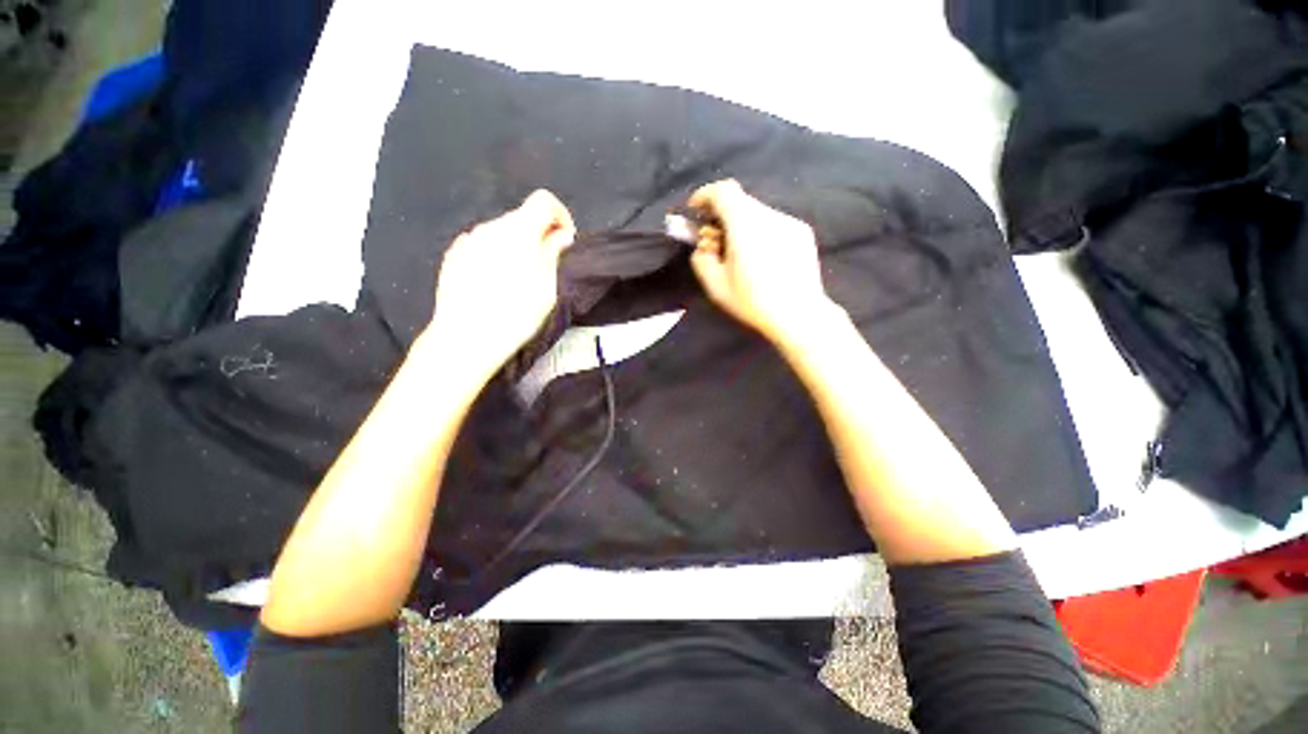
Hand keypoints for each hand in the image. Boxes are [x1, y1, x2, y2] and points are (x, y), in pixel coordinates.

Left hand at [421, 190, 575, 385]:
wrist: (466, 337)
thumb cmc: (516, 313)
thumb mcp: (546, 286)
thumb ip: (553, 253)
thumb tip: (560, 234)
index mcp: (518, 230)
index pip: (543, 200)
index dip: (560, 215)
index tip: (565, 241)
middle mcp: (490, 227)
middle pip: (521, 217)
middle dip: (539, 234)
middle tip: (547, 265)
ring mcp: (468, 241)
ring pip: (501, 233)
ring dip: (517, 246)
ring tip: (520, 280)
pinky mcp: (453, 257)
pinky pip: (483, 247)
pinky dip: (496, 256)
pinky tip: (496, 284)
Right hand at [688, 180, 837, 347]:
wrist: (799, 314)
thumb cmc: (753, 302)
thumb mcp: (716, 286)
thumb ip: (701, 259)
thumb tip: (704, 245)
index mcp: (746, 225)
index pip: (723, 191)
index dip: (705, 195)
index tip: (695, 210)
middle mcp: (769, 216)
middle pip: (740, 202)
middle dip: (721, 215)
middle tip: (715, 241)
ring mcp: (789, 222)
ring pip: (757, 213)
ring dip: (741, 225)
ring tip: (739, 254)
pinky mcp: (802, 232)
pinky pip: (773, 223)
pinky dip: (760, 232)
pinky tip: (762, 259)